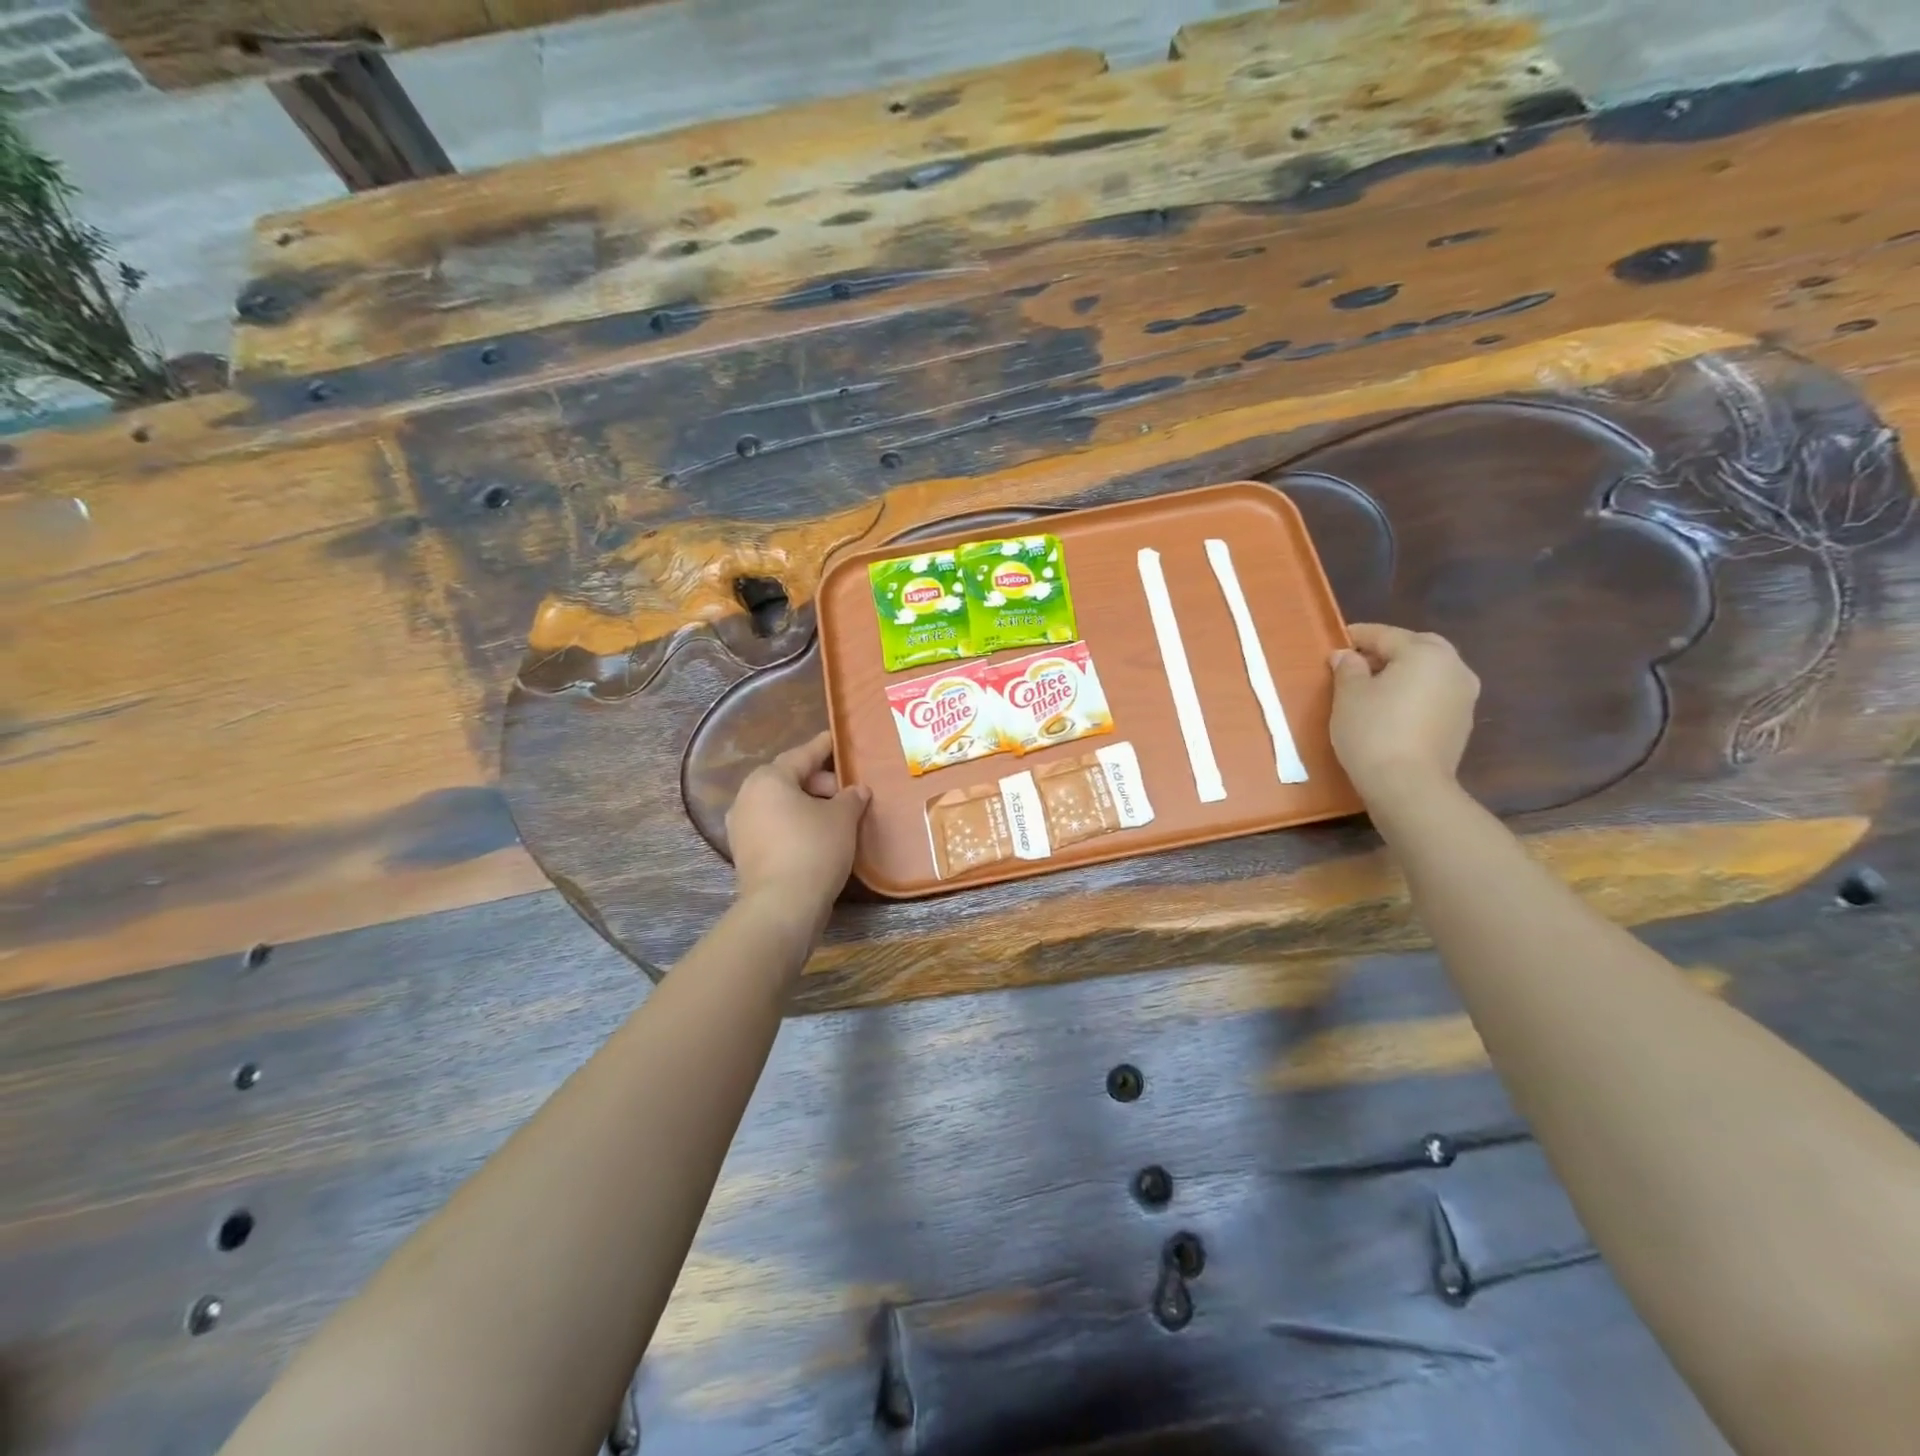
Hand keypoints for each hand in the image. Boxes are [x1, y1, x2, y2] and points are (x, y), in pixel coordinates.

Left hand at [726, 731, 870, 919]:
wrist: (782, 905)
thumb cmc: (814, 848)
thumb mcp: (842, 818)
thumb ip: (851, 798)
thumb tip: (857, 790)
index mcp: (768, 779)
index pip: (802, 755)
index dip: (822, 747)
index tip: (835, 739)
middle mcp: (747, 797)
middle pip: (788, 779)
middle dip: (818, 782)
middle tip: (846, 791)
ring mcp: (741, 827)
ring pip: (780, 805)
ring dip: (807, 805)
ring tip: (835, 814)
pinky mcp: (744, 853)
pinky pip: (774, 827)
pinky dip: (794, 825)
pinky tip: (818, 836)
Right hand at [1329, 624, 1479, 805]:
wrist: (1409, 785)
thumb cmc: (1373, 731)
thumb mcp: (1348, 695)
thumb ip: (1348, 668)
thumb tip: (1346, 656)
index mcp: (1425, 653)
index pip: (1385, 635)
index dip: (1357, 636)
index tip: (1336, 640)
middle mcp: (1454, 667)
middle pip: (1417, 648)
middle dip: (1387, 650)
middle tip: (1358, 662)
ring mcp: (1464, 696)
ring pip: (1430, 671)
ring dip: (1404, 672)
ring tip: (1373, 687)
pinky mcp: (1463, 723)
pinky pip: (1435, 695)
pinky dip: (1415, 693)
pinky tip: (1392, 709)